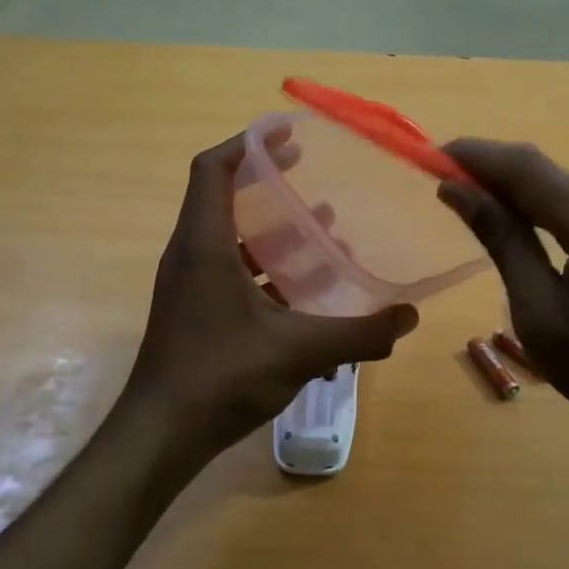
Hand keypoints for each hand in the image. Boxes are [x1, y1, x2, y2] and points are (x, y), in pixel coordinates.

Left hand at [113, 134, 418, 460]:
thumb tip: (408, 317)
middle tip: (307, 166)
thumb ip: (358, 334)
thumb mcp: (298, 352)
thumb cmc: (220, 378)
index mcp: (204, 244)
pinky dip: (264, 264)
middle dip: (265, 176)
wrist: (159, 436)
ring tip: (321, 223)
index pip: (213, 169)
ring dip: (270, 224)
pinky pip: (229, 267)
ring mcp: (188, 283)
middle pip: (222, 194)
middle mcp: (189, 253)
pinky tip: (303, 288)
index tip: (287, 132)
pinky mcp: (193, 309)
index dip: (247, 142)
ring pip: (229, 234)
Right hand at [439, 140, 568, 479]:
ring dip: (522, 191)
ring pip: (567, 184)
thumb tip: (457, 189)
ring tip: (478, 208)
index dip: (476, 156)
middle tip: (445, 187)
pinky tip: (528, 224)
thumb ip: (503, 244)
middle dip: (493, 173)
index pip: (528, 170)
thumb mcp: (542, 320)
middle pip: (548, 172)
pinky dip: (551, 205)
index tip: (430, 156)